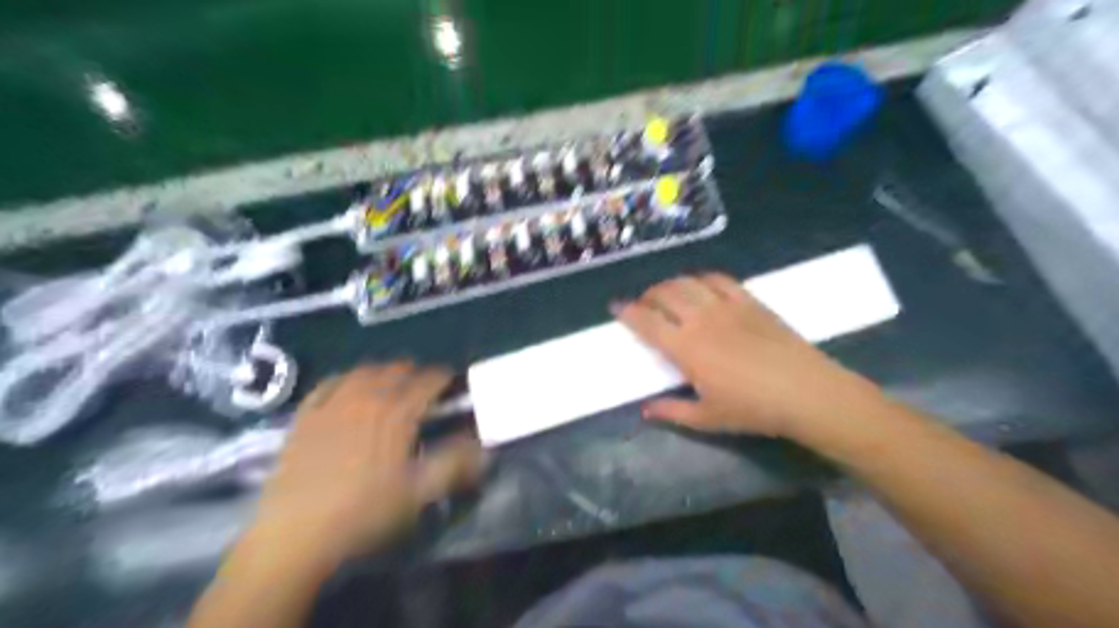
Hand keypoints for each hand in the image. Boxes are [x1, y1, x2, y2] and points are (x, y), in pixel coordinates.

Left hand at [245, 361, 484, 570]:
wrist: (295, 534)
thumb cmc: (365, 512)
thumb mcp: (419, 493)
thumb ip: (455, 464)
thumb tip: (483, 446)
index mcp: (398, 412)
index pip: (429, 379)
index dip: (445, 377)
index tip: (453, 385)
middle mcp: (367, 397)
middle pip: (397, 369)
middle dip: (416, 373)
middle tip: (424, 389)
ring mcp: (333, 403)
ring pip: (364, 370)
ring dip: (383, 372)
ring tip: (390, 386)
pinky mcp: (306, 414)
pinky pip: (330, 382)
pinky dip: (346, 379)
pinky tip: (348, 390)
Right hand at [611, 274, 883, 440]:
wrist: (806, 392)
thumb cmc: (753, 409)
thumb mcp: (707, 418)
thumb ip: (672, 410)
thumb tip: (645, 410)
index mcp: (685, 348)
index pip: (647, 322)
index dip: (627, 311)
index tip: (616, 306)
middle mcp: (701, 320)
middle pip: (665, 294)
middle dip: (648, 294)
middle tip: (644, 303)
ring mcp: (727, 306)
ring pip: (689, 282)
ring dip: (672, 283)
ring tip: (668, 293)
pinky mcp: (750, 301)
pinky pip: (720, 280)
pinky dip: (703, 279)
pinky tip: (701, 285)